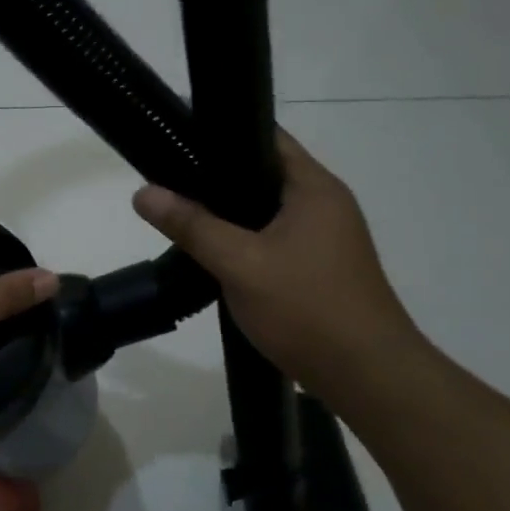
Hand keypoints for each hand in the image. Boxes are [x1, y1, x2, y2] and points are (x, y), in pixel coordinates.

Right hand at [133, 129, 422, 397]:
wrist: (367, 376)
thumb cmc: (307, 309)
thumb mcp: (240, 264)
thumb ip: (192, 226)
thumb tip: (143, 192)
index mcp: (314, 189)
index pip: (266, 137)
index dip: (222, 134)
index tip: (178, 140)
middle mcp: (325, 204)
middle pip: (263, 174)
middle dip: (217, 178)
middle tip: (169, 182)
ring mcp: (326, 238)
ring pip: (266, 211)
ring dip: (229, 214)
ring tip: (183, 215)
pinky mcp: (320, 267)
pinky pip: (274, 239)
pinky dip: (245, 240)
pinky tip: (215, 255)